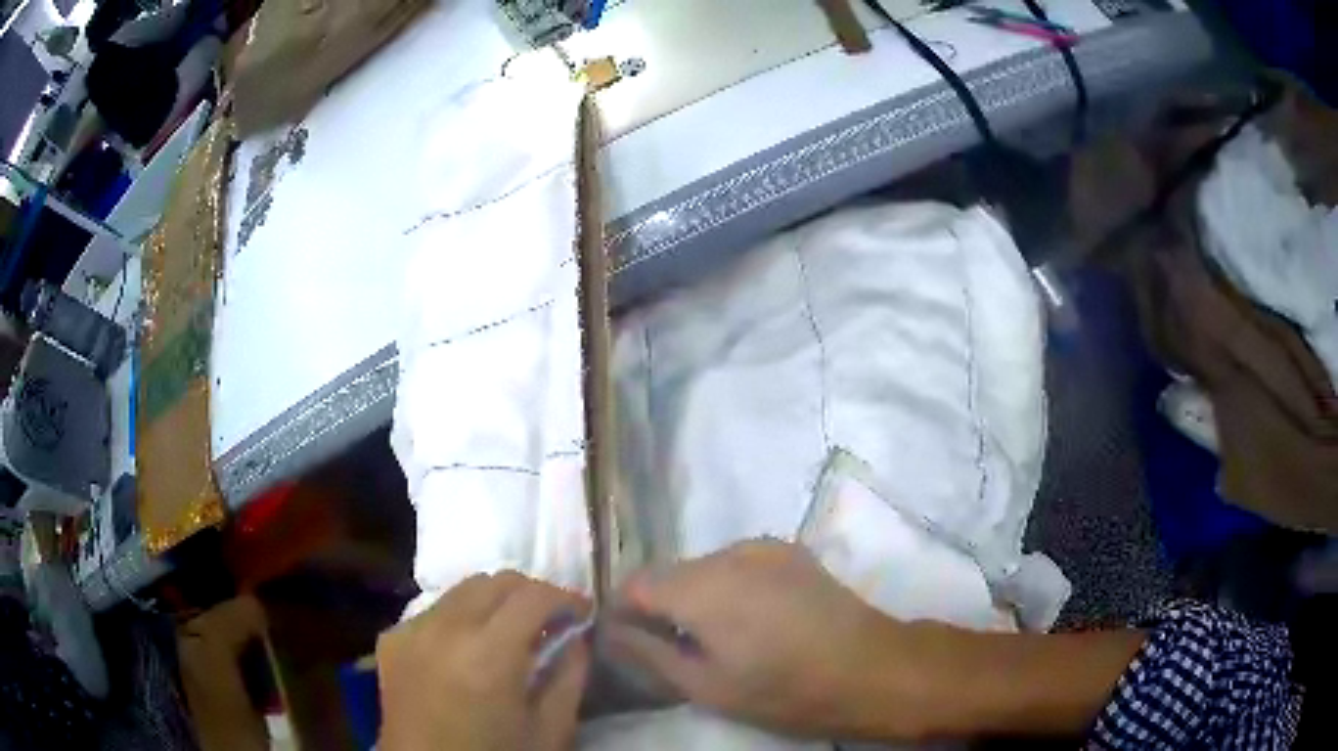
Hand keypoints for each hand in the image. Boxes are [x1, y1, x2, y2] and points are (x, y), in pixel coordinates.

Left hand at [377, 572, 591, 750]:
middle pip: (495, 581)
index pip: (533, 596)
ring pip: (462, 590)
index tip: (583, 612)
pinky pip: (433, 611)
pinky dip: (459, 618)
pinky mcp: (391, 639)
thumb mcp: (550, 731)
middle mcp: (444, 629)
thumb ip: (570, 677)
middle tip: (551, 620)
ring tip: (509, 632)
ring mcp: (411, 630)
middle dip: (531, 593)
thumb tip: (576, 636)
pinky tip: (468, 649)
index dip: (566, 597)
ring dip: (494, 602)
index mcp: (489, 655)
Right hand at [607, 540, 919, 739]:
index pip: (634, 584)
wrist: (869, 667)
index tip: (630, 645)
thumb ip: (649, 653)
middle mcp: (727, 552)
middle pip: (669, 573)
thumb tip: (609, 632)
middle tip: (673, 650)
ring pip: (703, 567)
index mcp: (701, 586)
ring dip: (695, 596)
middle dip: (659, 607)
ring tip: (716, 637)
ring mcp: (762, 546)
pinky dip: (727, 587)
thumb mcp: (706, 685)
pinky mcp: (788, 550)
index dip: (623, 614)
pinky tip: (752, 621)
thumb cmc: (783, 689)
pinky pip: (736, 564)